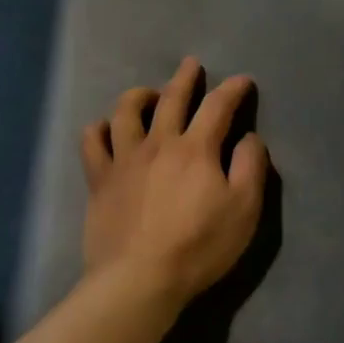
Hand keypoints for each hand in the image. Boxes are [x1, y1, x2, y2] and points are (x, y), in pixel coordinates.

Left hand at [80, 57, 269, 309]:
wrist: (139, 278)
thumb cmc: (199, 246)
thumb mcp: (244, 210)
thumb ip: (250, 167)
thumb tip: (248, 137)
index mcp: (196, 149)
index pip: (218, 106)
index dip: (233, 90)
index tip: (243, 81)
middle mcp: (158, 143)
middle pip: (171, 99)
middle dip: (184, 78)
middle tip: (191, 64)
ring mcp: (124, 159)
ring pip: (126, 111)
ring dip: (139, 95)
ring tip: (148, 93)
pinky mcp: (99, 179)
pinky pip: (92, 142)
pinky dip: (98, 128)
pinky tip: (105, 128)